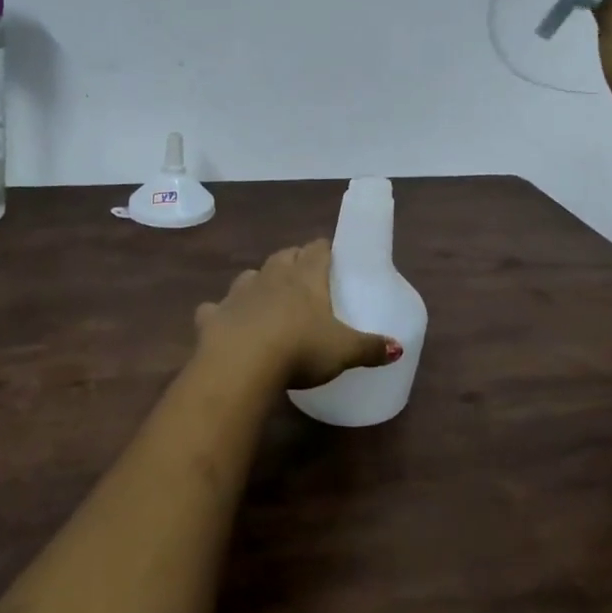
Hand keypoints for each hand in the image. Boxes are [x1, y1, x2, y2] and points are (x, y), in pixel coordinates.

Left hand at [193, 240, 401, 389]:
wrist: (242, 363)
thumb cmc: (300, 349)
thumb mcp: (344, 351)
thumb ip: (371, 347)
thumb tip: (398, 347)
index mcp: (306, 277)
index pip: (317, 249)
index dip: (325, 250)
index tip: (331, 257)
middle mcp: (272, 276)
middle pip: (285, 255)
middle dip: (294, 261)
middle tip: (304, 277)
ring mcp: (240, 293)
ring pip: (250, 275)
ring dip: (259, 282)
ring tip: (268, 298)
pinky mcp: (213, 315)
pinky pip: (216, 308)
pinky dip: (221, 313)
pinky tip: (225, 324)